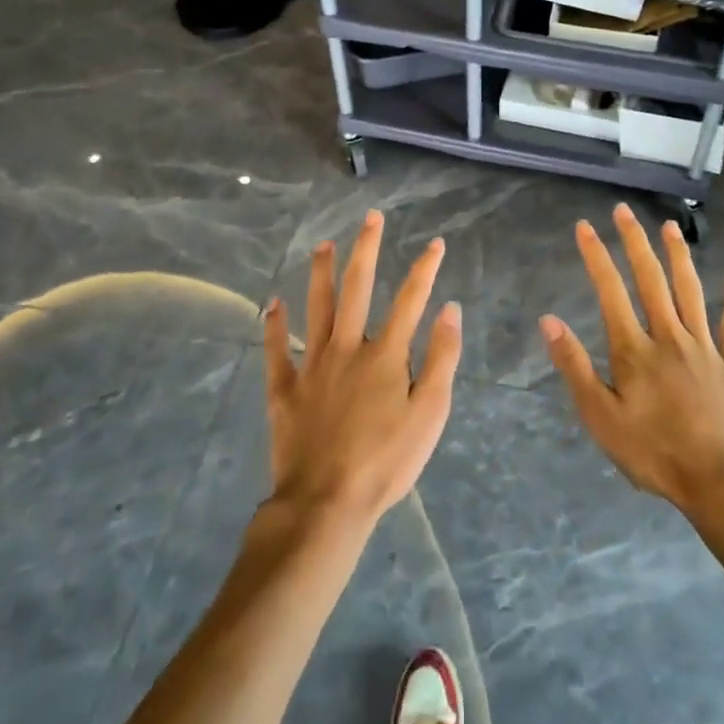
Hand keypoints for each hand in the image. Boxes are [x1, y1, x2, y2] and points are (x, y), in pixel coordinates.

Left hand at [262, 210, 463, 529]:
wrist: (326, 504)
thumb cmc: (386, 462)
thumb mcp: (430, 414)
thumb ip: (441, 358)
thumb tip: (450, 309)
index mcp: (386, 355)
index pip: (410, 300)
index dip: (424, 269)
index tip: (435, 243)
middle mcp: (348, 348)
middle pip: (357, 289)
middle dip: (366, 250)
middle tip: (370, 218)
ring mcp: (312, 366)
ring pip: (316, 309)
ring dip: (320, 274)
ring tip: (323, 245)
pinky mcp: (285, 390)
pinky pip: (277, 351)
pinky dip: (274, 326)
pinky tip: (272, 303)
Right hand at [540, 204, 723, 513]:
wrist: (722, 483)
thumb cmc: (654, 454)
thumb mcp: (602, 418)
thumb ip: (575, 367)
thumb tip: (549, 320)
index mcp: (635, 349)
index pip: (610, 291)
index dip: (596, 256)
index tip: (585, 226)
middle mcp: (669, 336)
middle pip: (651, 279)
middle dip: (635, 242)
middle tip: (624, 210)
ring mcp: (706, 347)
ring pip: (691, 291)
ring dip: (678, 256)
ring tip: (669, 227)